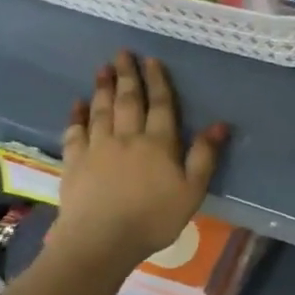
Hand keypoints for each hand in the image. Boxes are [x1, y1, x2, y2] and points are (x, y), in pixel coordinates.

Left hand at [53, 51, 229, 265]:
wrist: (100, 241)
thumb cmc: (153, 219)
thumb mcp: (192, 191)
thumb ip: (204, 157)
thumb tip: (219, 125)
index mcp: (158, 143)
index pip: (160, 105)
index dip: (157, 82)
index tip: (152, 61)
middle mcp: (127, 138)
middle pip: (127, 101)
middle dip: (126, 76)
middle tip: (122, 53)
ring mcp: (97, 148)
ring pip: (101, 110)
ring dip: (102, 88)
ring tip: (103, 69)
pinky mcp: (75, 163)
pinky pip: (75, 132)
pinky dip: (76, 116)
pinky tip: (77, 104)